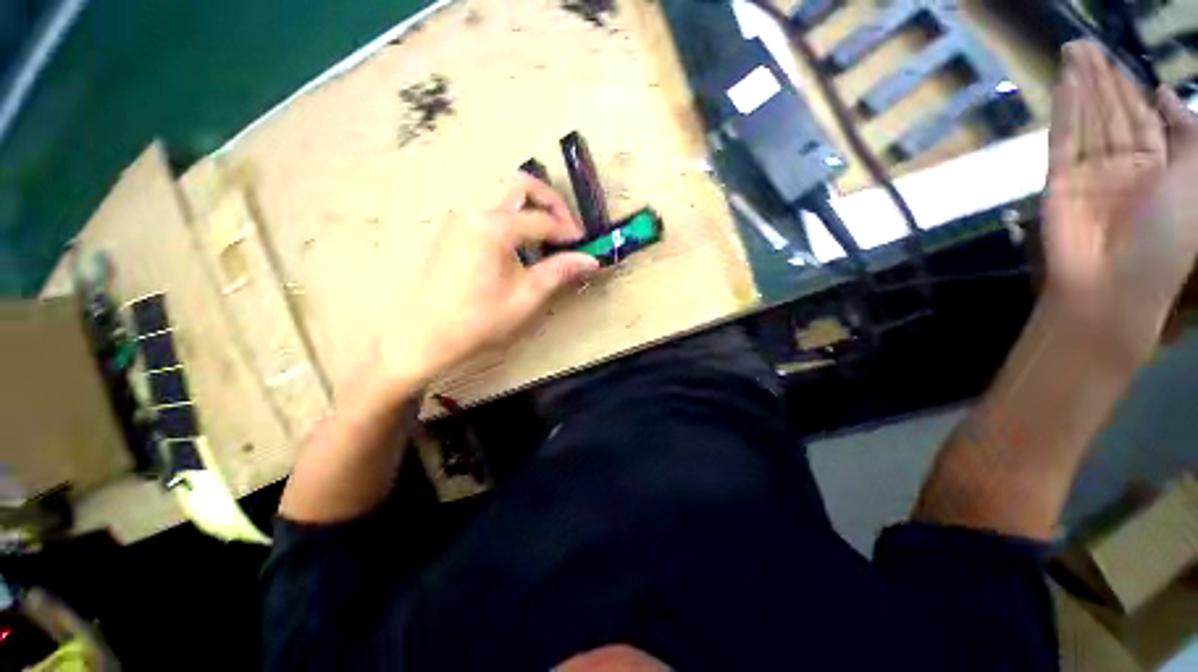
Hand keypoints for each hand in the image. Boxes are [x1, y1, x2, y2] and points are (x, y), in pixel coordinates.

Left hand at [376, 175, 598, 393]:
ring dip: (532, 209)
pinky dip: (515, 219)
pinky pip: (492, 212)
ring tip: (549, 239)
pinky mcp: (455, 231)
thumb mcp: (526, 297)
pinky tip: (522, 248)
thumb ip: (559, 271)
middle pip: (521, 186)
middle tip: (568, 229)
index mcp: (492, 227)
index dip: (568, 231)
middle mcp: (474, 212)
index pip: (542, 219)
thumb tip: (591, 260)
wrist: (424, 336)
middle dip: (551, 203)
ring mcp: (461, 219)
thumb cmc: (478, 320)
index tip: (585, 246)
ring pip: (505, 197)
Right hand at [1043, 42, 1197, 362]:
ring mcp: (1089, 172)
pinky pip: (1064, 139)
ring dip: (1082, 85)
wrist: (1113, 284)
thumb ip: (1186, 135)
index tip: (1122, 64)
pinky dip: (1065, 111)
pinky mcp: (1059, 180)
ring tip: (1074, 50)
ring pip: (1087, 119)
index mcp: (1158, 166)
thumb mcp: (1195, 180)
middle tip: (1086, 44)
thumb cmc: (1167, 238)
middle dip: (1103, 78)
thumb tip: (1163, 94)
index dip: (1134, 88)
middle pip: (1112, 112)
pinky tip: (1067, 82)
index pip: (1143, 119)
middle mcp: (1124, 164)